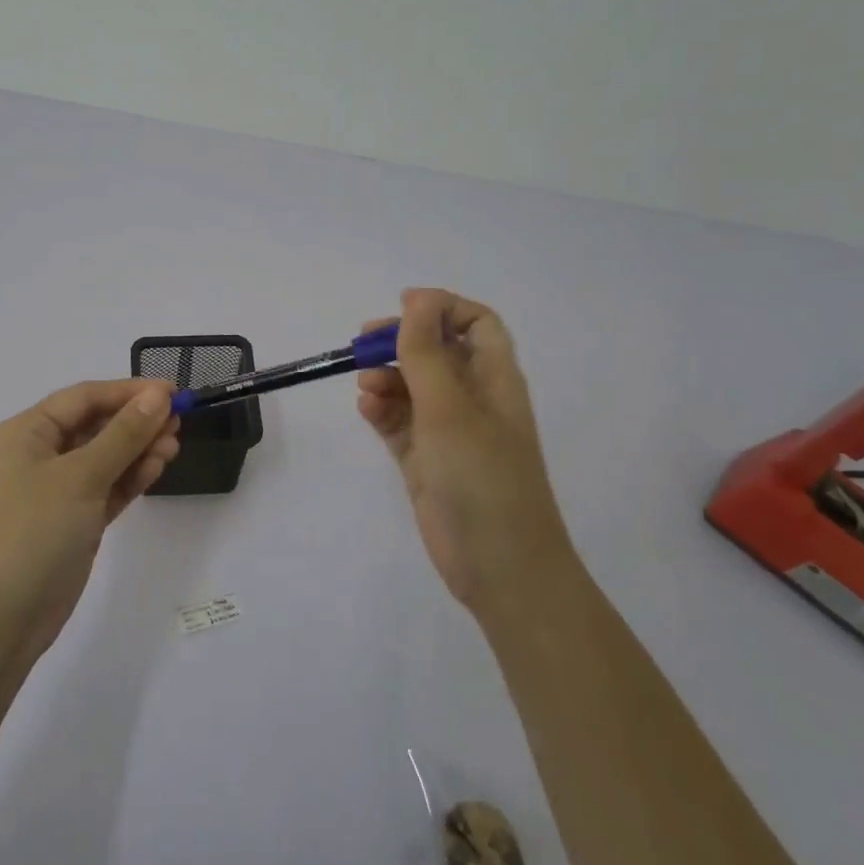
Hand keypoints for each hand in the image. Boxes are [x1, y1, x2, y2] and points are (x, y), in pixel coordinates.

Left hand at [0, 379, 180, 657]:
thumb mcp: (81, 477)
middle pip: (96, 425)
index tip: (172, 392)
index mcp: (27, 432)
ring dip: (139, 449)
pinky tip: (157, 467)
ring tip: (174, 446)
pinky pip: (107, 487)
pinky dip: (131, 477)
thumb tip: (158, 396)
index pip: (85, 398)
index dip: (129, 392)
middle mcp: (40, 455)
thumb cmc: (33, 532)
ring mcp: (57, 490)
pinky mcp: (73, 521)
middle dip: (137, 421)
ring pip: (105, 457)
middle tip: (179, 421)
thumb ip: (123, 435)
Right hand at [357, 289, 572, 611]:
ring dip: (387, 378)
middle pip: (437, 351)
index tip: (400, 308)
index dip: (441, 308)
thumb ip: (427, 352)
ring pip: (413, 387)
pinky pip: (400, 423)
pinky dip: (383, 412)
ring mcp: (449, 431)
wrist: (499, 566)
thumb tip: (416, 298)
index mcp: (494, 378)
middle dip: (401, 342)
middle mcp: (473, 398)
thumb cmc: (481, 477)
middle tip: (363, 345)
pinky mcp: (427, 460)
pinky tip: (367, 411)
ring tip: (365, 388)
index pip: (475, 322)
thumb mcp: (449, 407)